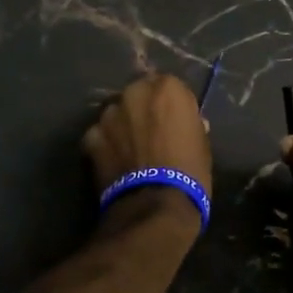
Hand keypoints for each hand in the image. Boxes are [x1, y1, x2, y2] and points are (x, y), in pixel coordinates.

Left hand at [83, 73, 213, 213]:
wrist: (156, 205)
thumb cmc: (190, 172)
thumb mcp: (201, 143)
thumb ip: (189, 123)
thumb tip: (187, 123)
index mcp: (167, 88)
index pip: (169, 86)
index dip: (171, 105)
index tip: (174, 120)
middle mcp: (135, 93)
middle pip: (139, 94)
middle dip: (143, 109)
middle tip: (150, 132)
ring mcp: (109, 114)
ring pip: (116, 113)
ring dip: (122, 125)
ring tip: (130, 148)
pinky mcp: (90, 137)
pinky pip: (99, 135)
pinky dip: (105, 145)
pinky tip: (114, 162)